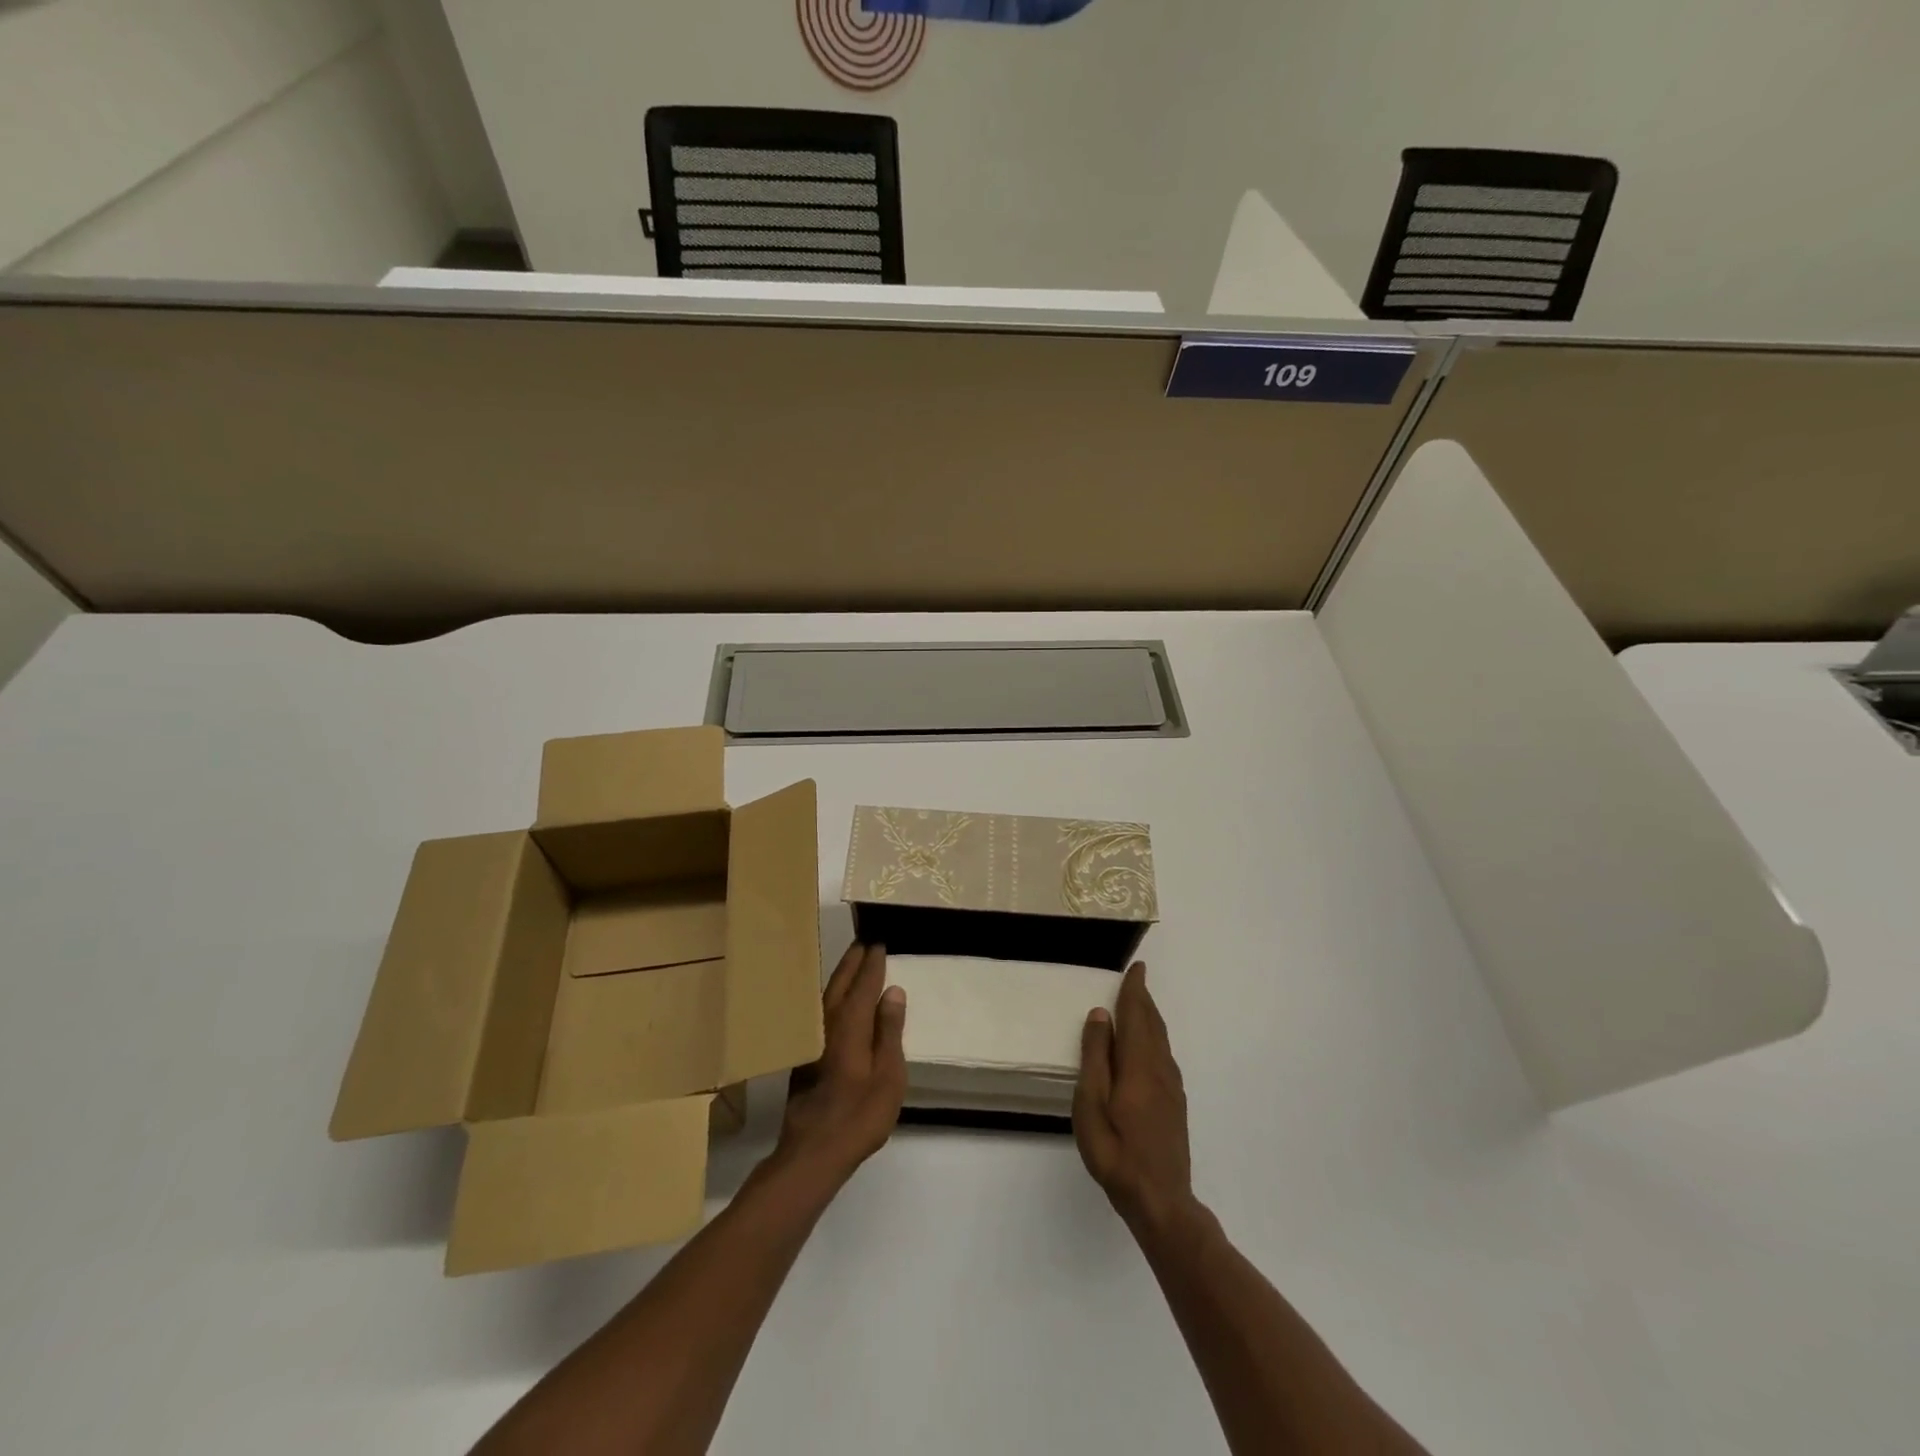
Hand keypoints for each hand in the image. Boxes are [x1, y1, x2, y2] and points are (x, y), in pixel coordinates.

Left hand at [773, 942, 907, 1189]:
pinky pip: (822, 1010)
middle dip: (853, 960)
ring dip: (841, 975)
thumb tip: (893, 990)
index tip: (879, 941)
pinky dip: (833, 995)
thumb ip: (890, 1030)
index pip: (864, 983)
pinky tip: (837, 1000)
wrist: (813, 1152)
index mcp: (851, 1023)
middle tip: (864, 940)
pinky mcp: (805, 1054)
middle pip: (841, 982)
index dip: (873, 962)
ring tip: (852, 961)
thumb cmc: (859, 1115)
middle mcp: (828, 1023)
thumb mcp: (889, 1075)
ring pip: (828, 995)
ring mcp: (813, 1039)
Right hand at [1073, 962, 1194, 1231]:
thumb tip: (1101, 1014)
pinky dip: (1155, 1038)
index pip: (1137, 1016)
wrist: (1160, 1201)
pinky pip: (1164, 1057)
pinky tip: (1149, 1048)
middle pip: (1153, 1025)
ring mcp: (1171, 1089)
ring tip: (1141, 1005)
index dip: (1135, 991)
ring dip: (1151, 1018)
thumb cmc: (1116, 1152)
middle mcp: (1160, 1070)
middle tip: (1137, 979)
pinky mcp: (1175, 1105)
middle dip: (1144, 1000)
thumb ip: (1096, 1057)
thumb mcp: (1092, 1104)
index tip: (1137, 967)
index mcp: (1139, 1065)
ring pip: (1161, 1041)